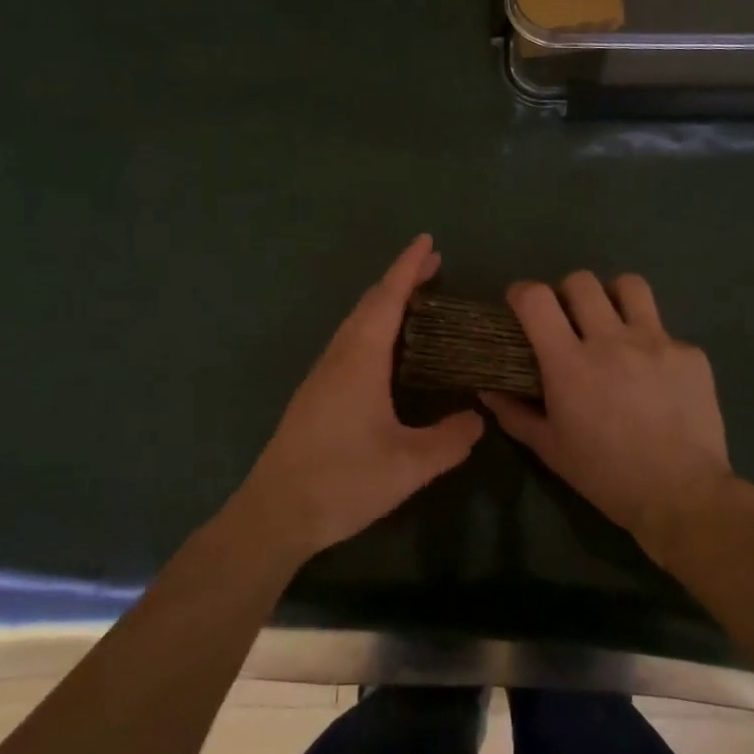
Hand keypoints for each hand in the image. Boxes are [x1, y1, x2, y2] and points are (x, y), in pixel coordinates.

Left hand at [236, 235, 483, 562]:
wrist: (276, 512)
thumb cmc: (342, 481)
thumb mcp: (408, 466)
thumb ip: (449, 440)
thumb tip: (477, 418)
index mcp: (360, 359)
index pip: (387, 298)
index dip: (408, 267)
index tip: (427, 241)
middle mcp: (339, 356)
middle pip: (370, 303)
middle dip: (400, 280)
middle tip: (433, 266)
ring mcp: (322, 374)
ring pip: (356, 322)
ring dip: (385, 303)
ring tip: (415, 300)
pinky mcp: (315, 393)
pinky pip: (349, 342)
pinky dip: (372, 326)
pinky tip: (386, 350)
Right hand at [481, 272, 751, 564]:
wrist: (683, 497)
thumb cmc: (606, 476)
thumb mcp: (550, 449)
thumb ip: (514, 413)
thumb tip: (488, 390)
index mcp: (569, 363)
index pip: (536, 299)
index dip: (522, 293)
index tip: (521, 305)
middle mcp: (611, 340)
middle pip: (581, 282)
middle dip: (567, 293)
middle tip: (569, 319)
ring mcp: (656, 342)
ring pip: (630, 286)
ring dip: (614, 298)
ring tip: (613, 323)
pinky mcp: (690, 354)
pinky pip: (665, 331)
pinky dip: (653, 344)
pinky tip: (655, 375)